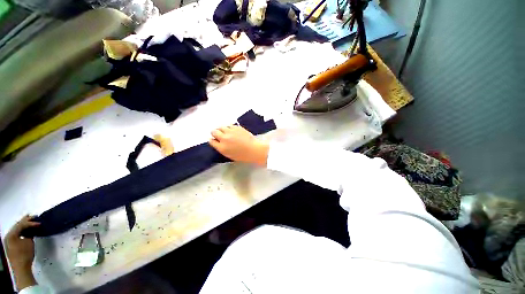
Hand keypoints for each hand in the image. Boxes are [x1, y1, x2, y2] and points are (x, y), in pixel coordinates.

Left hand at [5, 215, 39, 289]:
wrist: (21, 268)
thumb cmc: (25, 254)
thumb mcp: (29, 243)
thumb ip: (29, 234)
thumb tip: (32, 230)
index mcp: (12, 234)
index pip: (21, 225)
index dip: (30, 223)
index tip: (39, 222)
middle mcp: (8, 235)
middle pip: (17, 226)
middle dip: (25, 221)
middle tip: (33, 216)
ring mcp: (8, 240)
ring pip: (16, 229)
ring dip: (23, 225)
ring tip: (30, 221)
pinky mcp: (10, 243)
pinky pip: (16, 234)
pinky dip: (21, 231)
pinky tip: (25, 230)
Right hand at [209, 125, 268, 165]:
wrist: (253, 149)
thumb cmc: (242, 155)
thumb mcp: (229, 155)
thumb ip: (221, 148)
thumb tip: (217, 142)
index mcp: (222, 147)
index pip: (211, 141)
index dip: (212, 140)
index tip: (214, 140)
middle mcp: (224, 138)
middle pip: (214, 132)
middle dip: (215, 133)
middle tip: (219, 135)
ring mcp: (230, 132)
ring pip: (221, 127)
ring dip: (222, 129)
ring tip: (226, 132)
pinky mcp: (236, 127)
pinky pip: (229, 125)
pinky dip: (229, 128)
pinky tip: (233, 131)